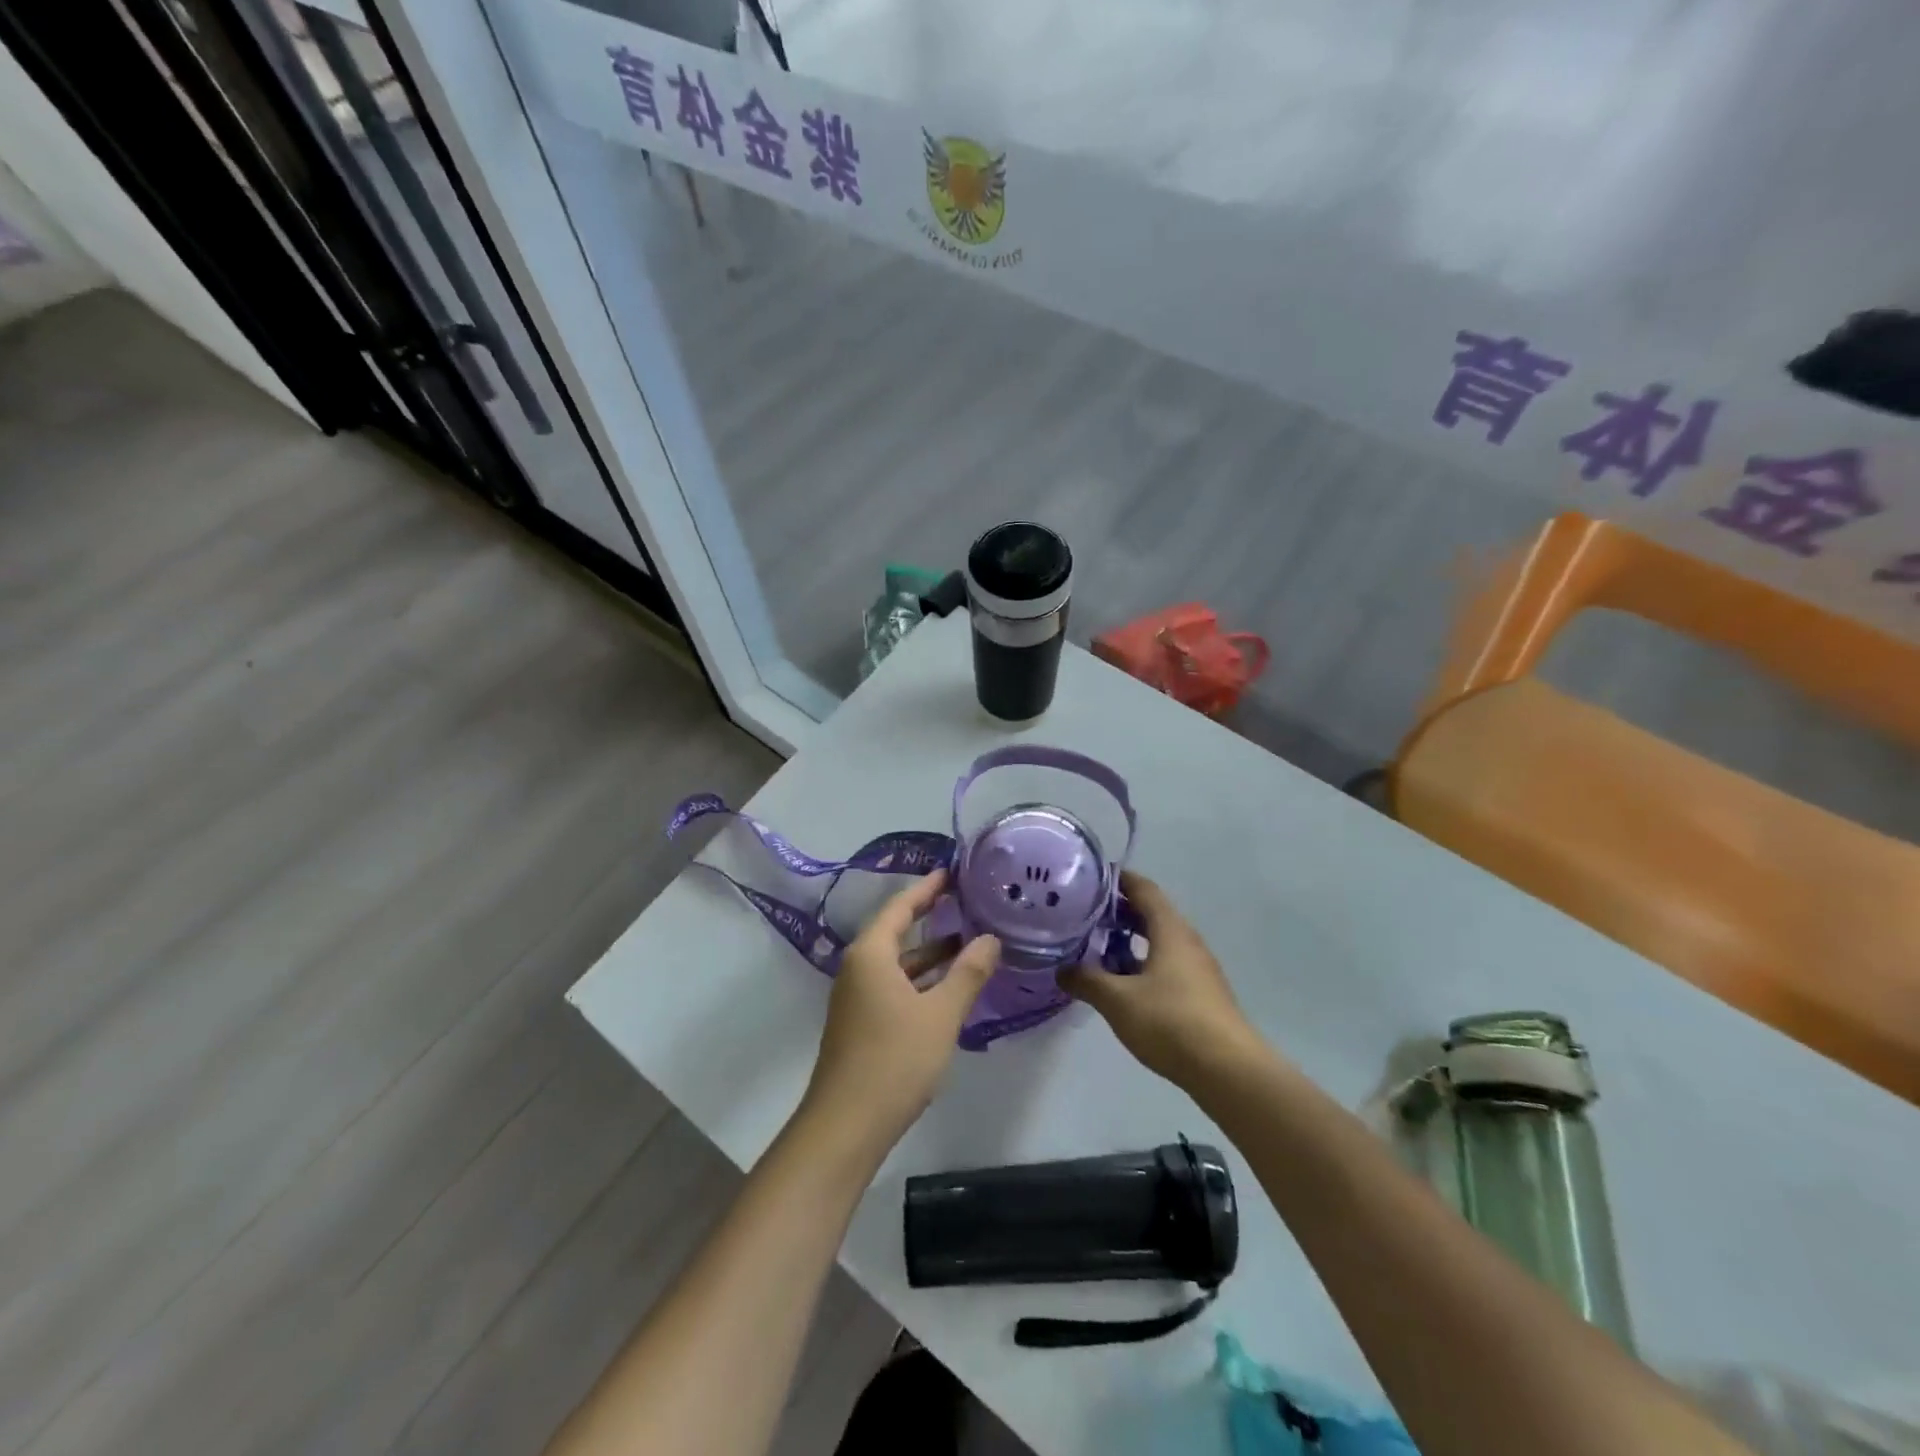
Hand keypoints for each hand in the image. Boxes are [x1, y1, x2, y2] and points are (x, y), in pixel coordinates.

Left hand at [799, 869, 999, 1159]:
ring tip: (968, 942)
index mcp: (871, 954)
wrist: (845, 1127)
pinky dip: (921, 980)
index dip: (927, 888)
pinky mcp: (861, 1023)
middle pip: (896, 931)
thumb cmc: (894, 1060)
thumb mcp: (940, 1014)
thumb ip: (968, 974)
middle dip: (930, 917)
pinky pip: (894, 986)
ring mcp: (856, 998)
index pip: (900, 907)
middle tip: (965, 900)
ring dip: (930, 954)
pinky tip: (949, 988)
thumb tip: (990, 938)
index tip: (952, 872)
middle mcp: (858, 968)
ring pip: (897, 963)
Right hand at [1060, 872, 1260, 1086]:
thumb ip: (1086, 981)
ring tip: (1097, 950)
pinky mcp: (1201, 994)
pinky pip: (1167, 965)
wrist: (1227, 1070)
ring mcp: (1197, 969)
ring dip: (1130, 941)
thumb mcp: (1117, 1000)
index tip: (1090, 878)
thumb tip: (1062, 970)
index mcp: (1170, 930)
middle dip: (1119, 912)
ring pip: (1159, 942)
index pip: (1144, 889)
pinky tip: (1123, 985)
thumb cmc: (1170, 1021)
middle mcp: (1187, 941)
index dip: (1119, 880)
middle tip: (1084, 915)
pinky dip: (1143, 964)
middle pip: (1152, 914)